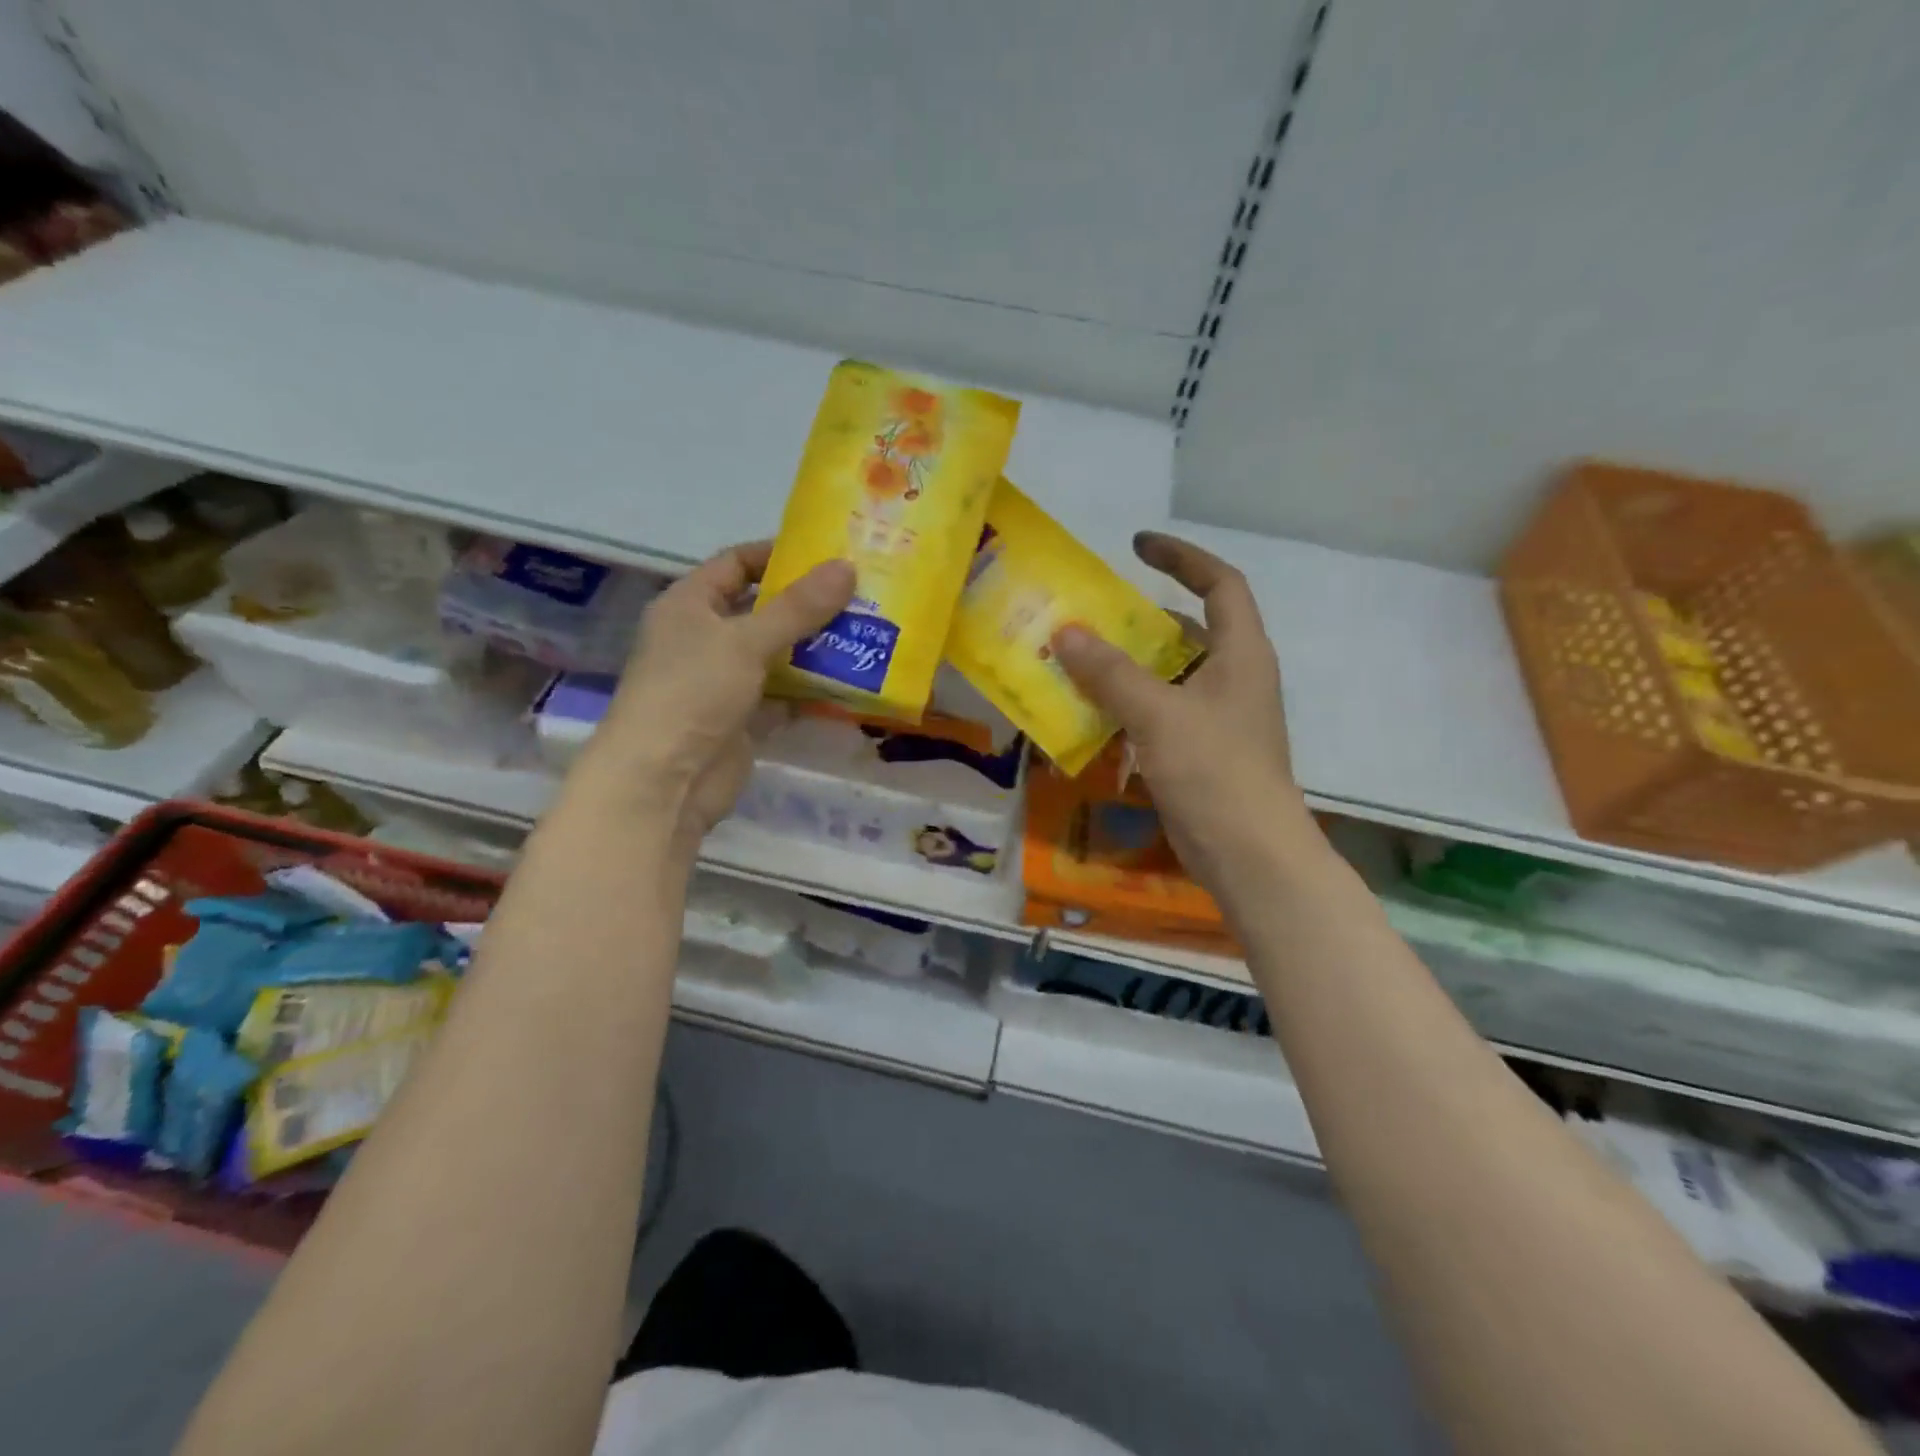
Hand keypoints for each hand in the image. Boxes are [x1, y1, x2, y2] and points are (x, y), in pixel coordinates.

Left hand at [575, 541, 853, 860]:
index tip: (827, 554)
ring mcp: (721, 681)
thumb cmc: (693, 692)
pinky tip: (849, 682)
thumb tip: (847, 567)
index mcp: (689, 605)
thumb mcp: (746, 641)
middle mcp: (703, 638)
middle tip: (859, 595)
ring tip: (865, 633)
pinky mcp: (740, 720)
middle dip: (806, 604)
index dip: (776, 554)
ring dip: (813, 648)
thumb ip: (798, 607)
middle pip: (760, 610)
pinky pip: (781, 695)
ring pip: (774, 655)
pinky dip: (809, 690)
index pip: (735, 563)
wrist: (665, 780)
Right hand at [1052, 532, 1313, 900]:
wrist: (1249, 854)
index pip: (1219, 584)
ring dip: (1124, 668)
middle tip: (1088, 616)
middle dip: (1137, 620)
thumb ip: (1111, 673)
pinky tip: (1089, 715)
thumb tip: (1066, 633)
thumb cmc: (1214, 771)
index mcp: (1241, 653)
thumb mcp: (1159, 714)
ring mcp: (1216, 717)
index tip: (1136, 547)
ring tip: (1075, 662)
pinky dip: (1126, 708)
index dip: (1182, 558)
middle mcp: (1232, 677)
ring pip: (1166, 676)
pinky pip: (1157, 713)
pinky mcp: (1198, 751)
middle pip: (1186, 631)